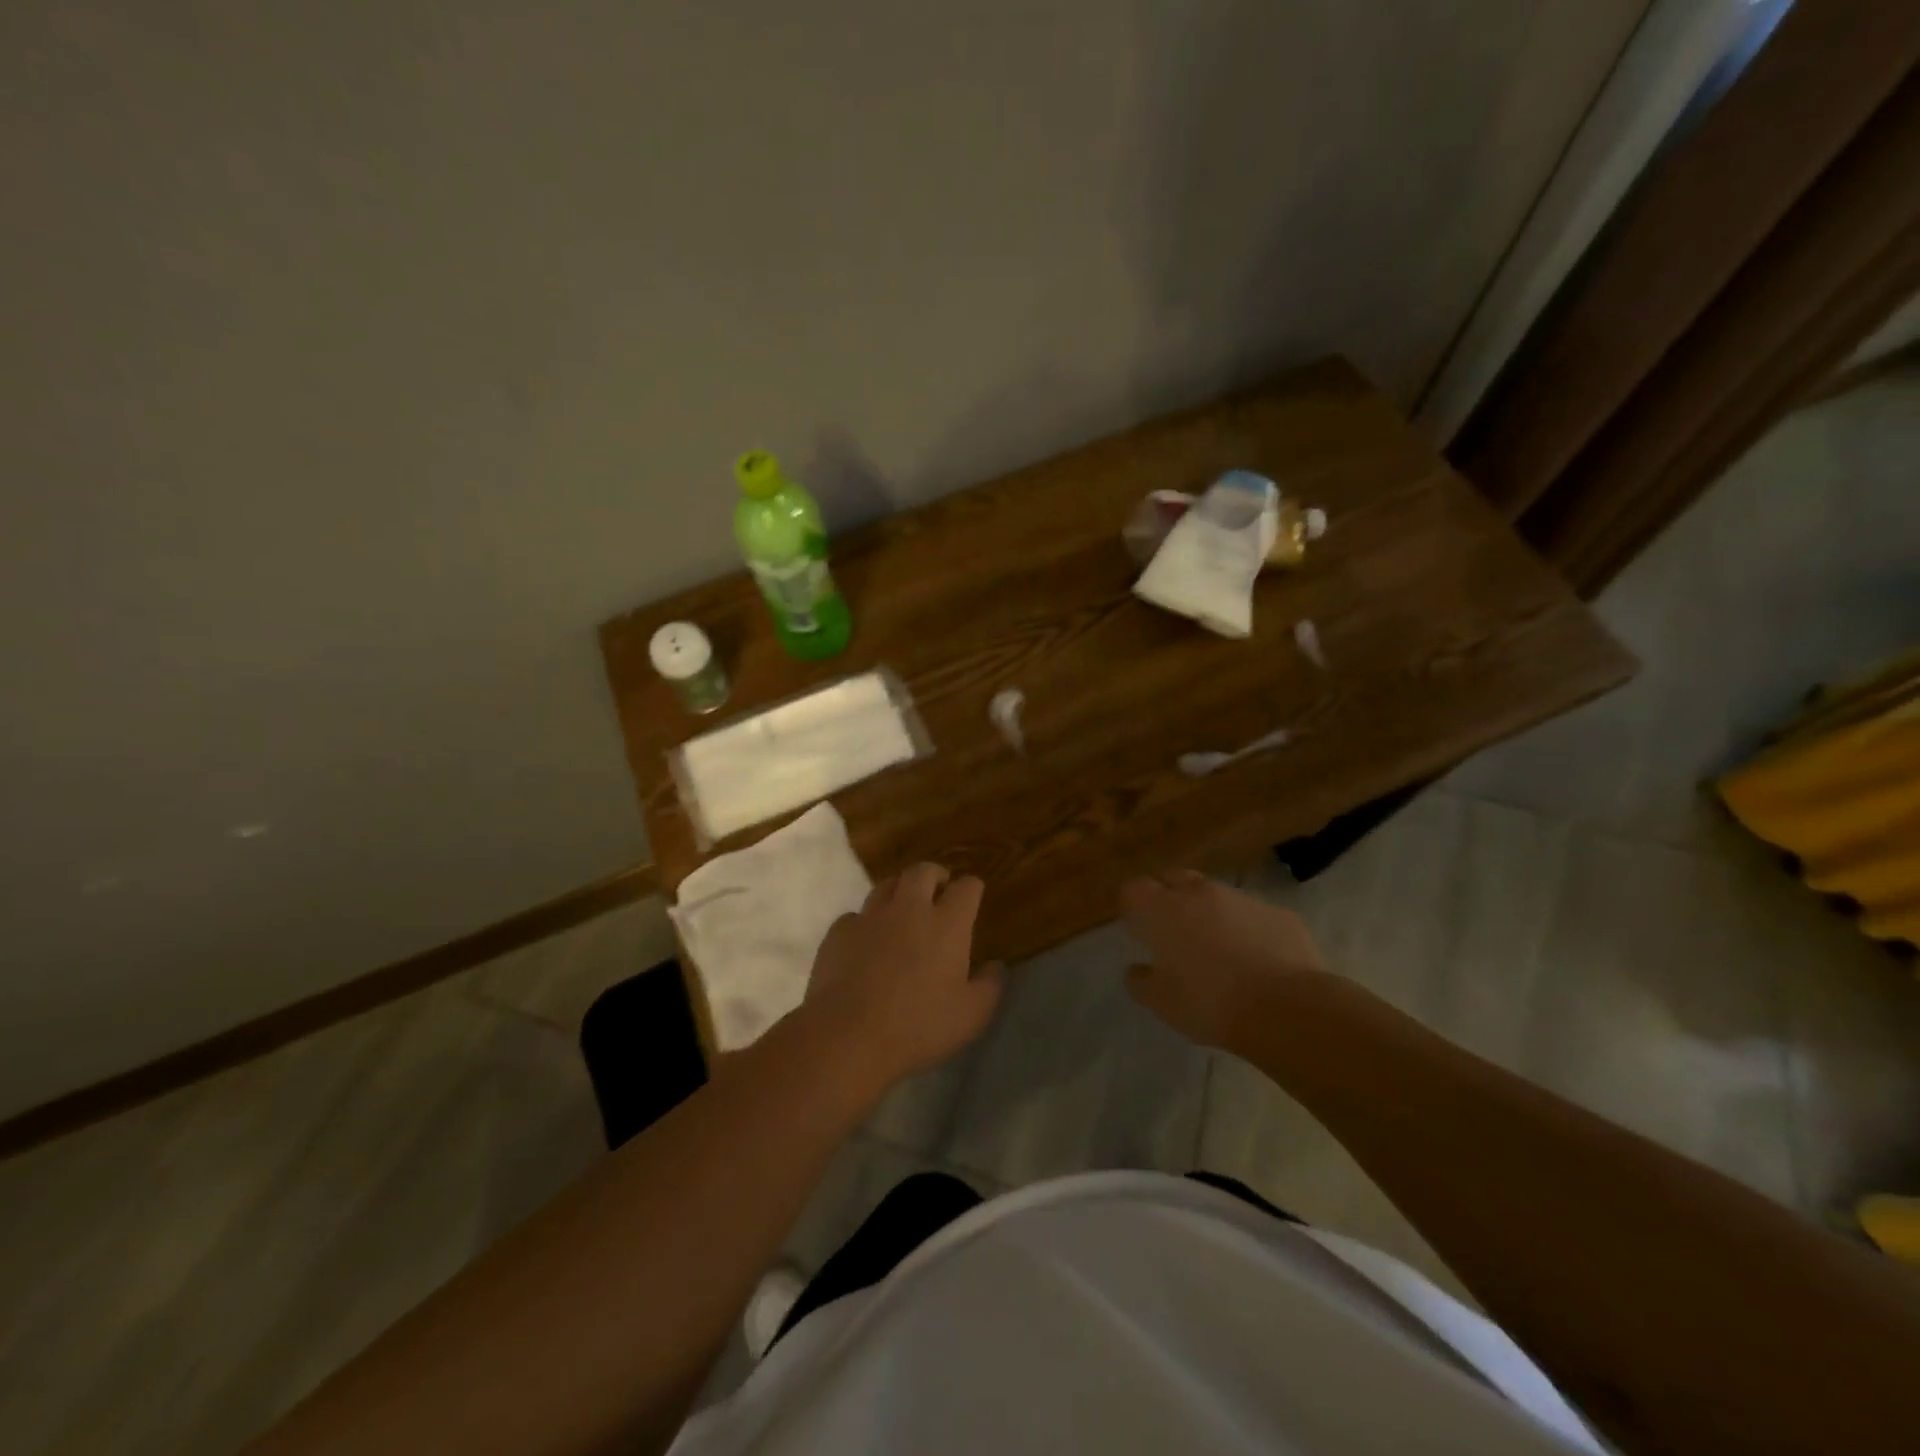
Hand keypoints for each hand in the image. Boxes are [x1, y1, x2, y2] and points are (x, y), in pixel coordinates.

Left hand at [803, 863, 1004, 1090]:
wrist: (848, 1036)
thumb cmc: (918, 1026)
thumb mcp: (971, 1016)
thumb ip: (989, 986)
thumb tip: (996, 965)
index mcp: (947, 924)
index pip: (966, 888)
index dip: (972, 888)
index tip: (973, 896)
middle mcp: (909, 908)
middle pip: (923, 871)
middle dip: (935, 875)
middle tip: (939, 890)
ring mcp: (870, 917)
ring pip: (886, 885)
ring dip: (899, 891)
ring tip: (902, 910)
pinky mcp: (839, 932)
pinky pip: (855, 915)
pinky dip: (865, 922)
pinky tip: (866, 942)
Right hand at [1121, 870, 1324, 1050]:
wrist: (1287, 1008)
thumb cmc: (1210, 1003)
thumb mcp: (1162, 1003)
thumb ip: (1141, 981)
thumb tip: (1137, 969)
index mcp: (1163, 910)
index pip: (1134, 889)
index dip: (1132, 905)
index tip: (1136, 927)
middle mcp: (1199, 893)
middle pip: (1174, 879)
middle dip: (1168, 897)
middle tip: (1171, 930)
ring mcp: (1242, 899)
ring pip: (1215, 895)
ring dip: (1209, 912)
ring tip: (1216, 947)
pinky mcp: (1278, 913)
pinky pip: (1252, 914)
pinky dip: (1246, 928)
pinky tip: (1255, 958)